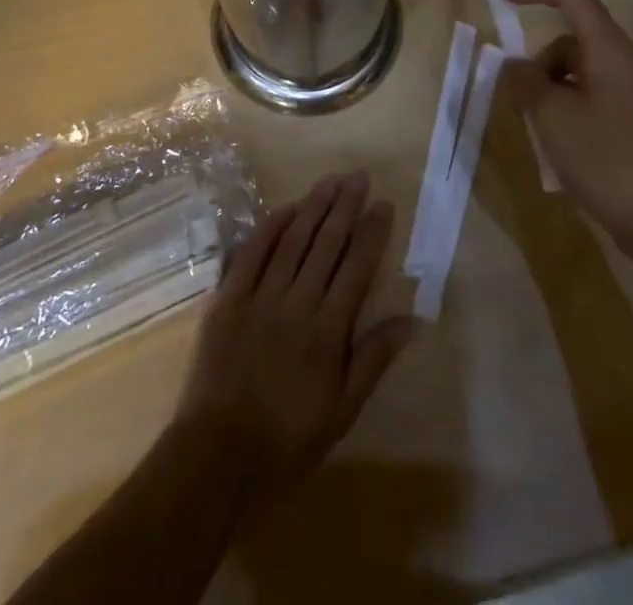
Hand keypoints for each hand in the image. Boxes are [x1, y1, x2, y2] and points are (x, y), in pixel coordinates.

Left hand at [175, 172, 414, 497]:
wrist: (218, 455)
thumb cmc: (288, 439)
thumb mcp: (343, 411)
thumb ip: (374, 358)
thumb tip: (414, 319)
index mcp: (328, 332)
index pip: (356, 268)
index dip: (372, 233)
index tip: (384, 204)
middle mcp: (297, 304)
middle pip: (326, 244)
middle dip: (345, 206)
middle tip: (359, 176)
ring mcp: (260, 297)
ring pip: (292, 240)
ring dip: (313, 206)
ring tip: (331, 181)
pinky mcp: (228, 297)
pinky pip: (252, 252)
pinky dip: (270, 227)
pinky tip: (287, 208)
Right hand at [501, 0, 632, 257]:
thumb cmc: (606, 160)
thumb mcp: (552, 117)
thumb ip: (525, 81)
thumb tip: (513, 64)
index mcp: (610, 49)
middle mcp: (626, 61)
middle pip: (572, 38)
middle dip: (540, 60)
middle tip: (523, 100)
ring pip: (579, 69)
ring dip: (552, 87)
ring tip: (544, 130)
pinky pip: (592, 93)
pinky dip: (569, 106)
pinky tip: (563, 145)